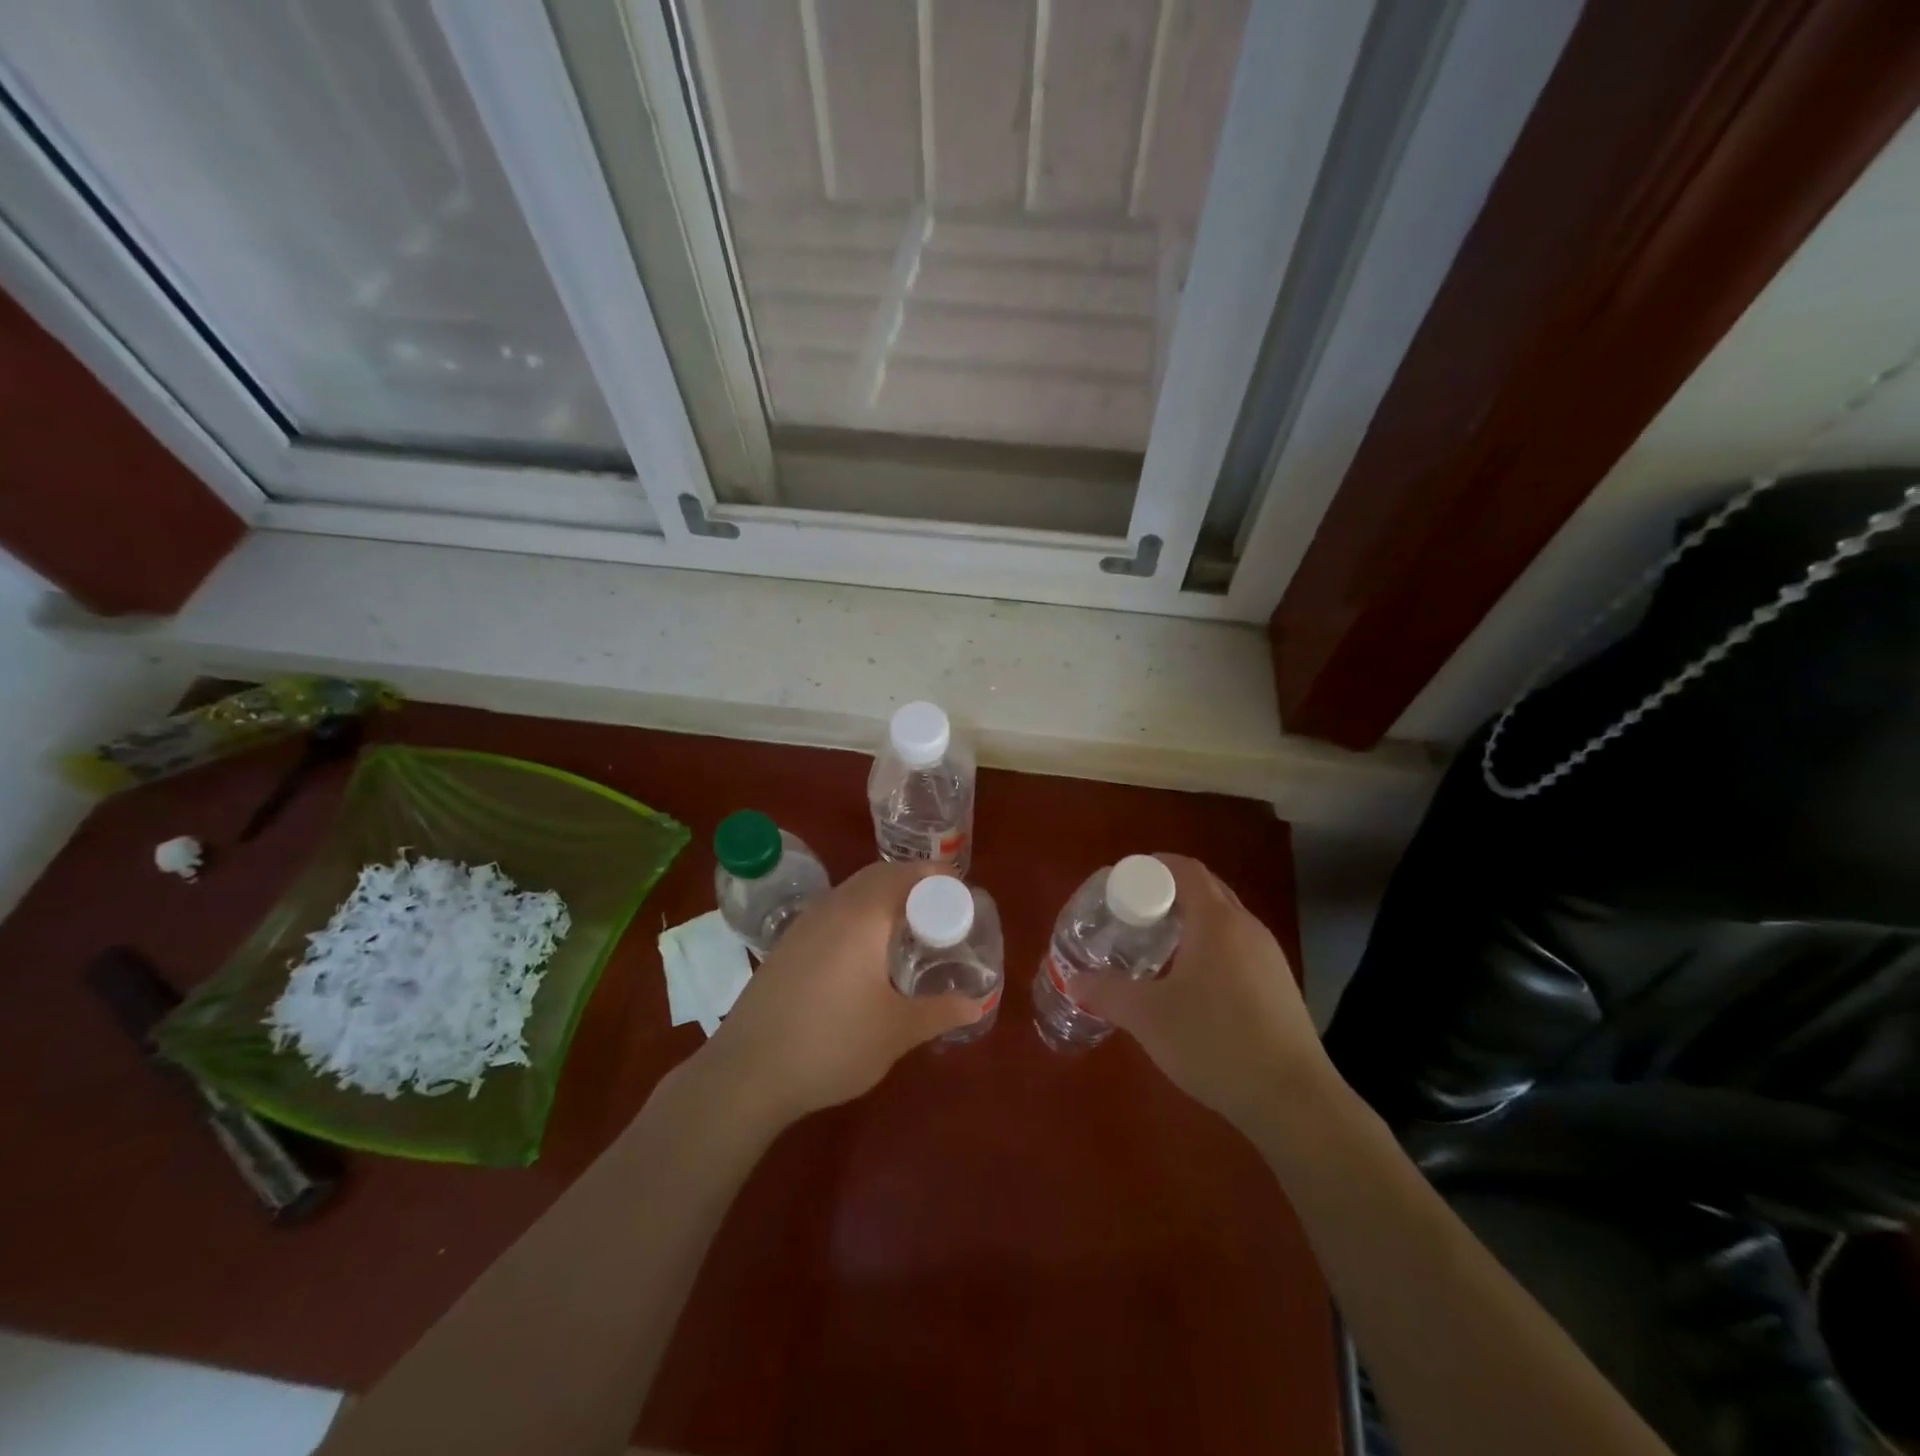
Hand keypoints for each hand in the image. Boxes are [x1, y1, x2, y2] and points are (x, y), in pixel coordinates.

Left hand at [696, 861, 983, 1124]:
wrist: (747, 1071)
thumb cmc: (832, 1044)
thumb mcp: (896, 1032)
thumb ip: (940, 1012)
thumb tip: (977, 1004)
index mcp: (864, 915)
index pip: (907, 875)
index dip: (937, 877)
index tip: (961, 893)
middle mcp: (833, 907)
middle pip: (879, 875)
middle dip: (912, 883)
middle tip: (940, 910)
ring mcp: (804, 924)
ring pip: (852, 892)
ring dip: (882, 898)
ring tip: (907, 929)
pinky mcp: (786, 945)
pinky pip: (833, 912)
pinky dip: (858, 915)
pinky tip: (864, 954)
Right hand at [1075, 854, 1335, 1134]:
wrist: (1293, 1100)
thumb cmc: (1215, 1042)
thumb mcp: (1148, 1018)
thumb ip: (1107, 993)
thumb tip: (1075, 981)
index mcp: (1216, 921)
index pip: (1185, 869)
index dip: (1153, 866)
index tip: (1123, 881)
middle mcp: (1247, 928)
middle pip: (1206, 890)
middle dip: (1168, 893)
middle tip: (1133, 913)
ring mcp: (1269, 957)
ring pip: (1224, 920)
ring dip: (1191, 921)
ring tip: (1158, 946)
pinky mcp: (1280, 986)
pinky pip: (1238, 947)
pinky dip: (1211, 947)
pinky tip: (1193, 984)